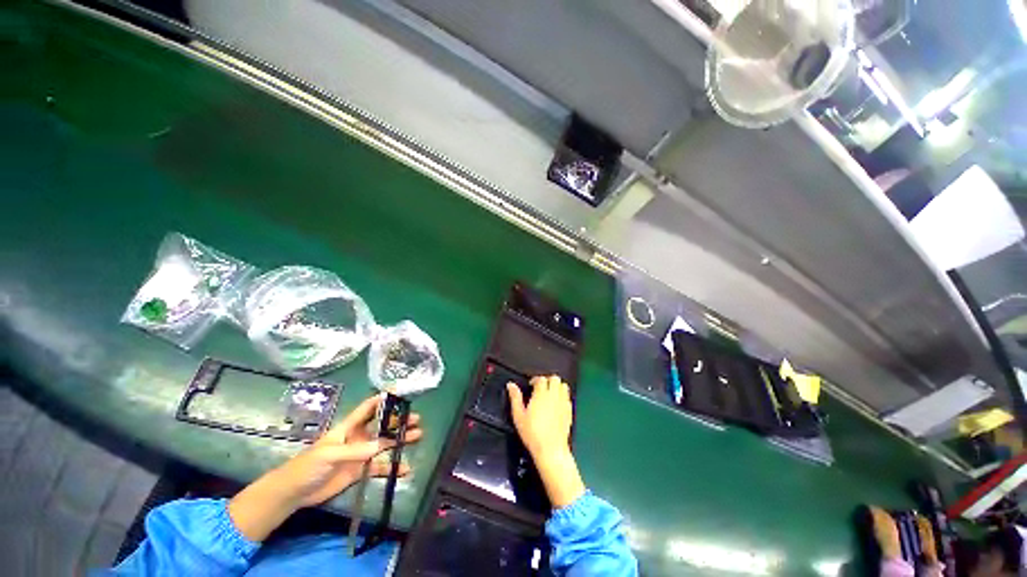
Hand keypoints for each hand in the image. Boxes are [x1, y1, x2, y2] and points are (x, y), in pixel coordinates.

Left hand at [229, 393, 421, 540]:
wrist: (294, 493)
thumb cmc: (308, 466)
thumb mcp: (329, 454)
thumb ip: (355, 450)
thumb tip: (381, 445)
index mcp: (349, 427)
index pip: (369, 408)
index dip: (384, 399)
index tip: (401, 394)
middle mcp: (358, 437)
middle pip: (383, 424)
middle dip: (399, 420)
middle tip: (416, 419)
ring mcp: (361, 454)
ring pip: (385, 443)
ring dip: (400, 440)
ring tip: (418, 436)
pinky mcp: (361, 471)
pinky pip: (380, 467)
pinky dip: (393, 467)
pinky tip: (405, 469)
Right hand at [507, 375, 571, 460]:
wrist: (551, 449)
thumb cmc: (532, 433)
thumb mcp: (518, 416)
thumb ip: (515, 398)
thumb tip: (511, 385)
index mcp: (541, 394)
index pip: (541, 378)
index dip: (535, 379)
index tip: (531, 385)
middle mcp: (554, 395)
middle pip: (555, 378)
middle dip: (548, 380)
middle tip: (541, 387)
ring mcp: (563, 402)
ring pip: (563, 385)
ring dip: (557, 386)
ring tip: (549, 393)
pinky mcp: (569, 411)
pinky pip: (568, 397)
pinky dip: (562, 396)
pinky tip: (556, 404)